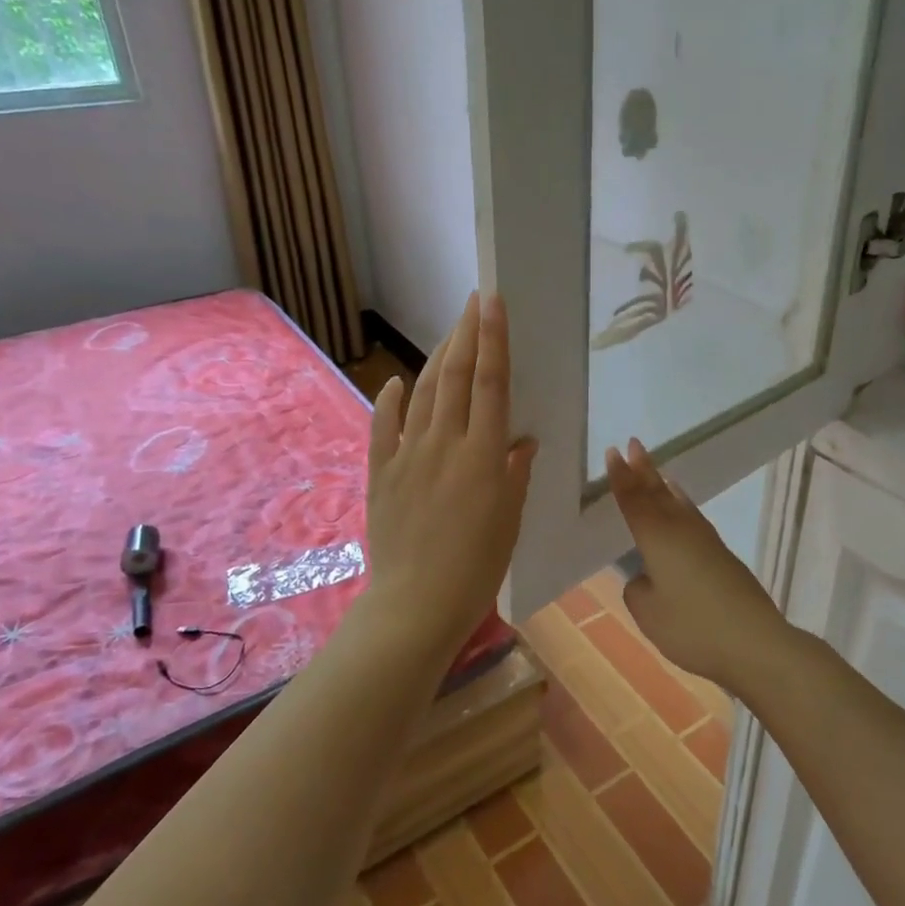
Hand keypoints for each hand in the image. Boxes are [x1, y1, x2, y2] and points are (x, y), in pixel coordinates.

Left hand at [366, 292, 536, 649]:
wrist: (417, 603)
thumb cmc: (477, 567)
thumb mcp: (509, 519)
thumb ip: (515, 473)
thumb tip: (522, 441)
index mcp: (484, 455)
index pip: (492, 383)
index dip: (493, 339)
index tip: (492, 302)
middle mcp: (445, 444)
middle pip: (457, 376)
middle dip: (466, 333)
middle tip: (473, 302)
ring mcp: (409, 455)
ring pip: (425, 393)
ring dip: (438, 357)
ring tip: (450, 332)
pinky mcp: (382, 472)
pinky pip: (385, 426)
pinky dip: (391, 400)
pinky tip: (397, 381)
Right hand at [604, 439, 791, 692]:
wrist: (754, 642)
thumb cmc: (692, 627)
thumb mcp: (649, 613)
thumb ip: (639, 589)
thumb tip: (648, 577)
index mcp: (657, 537)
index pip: (634, 500)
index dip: (621, 477)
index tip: (613, 452)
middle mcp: (681, 529)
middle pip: (658, 492)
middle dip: (643, 469)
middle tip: (633, 444)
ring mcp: (706, 540)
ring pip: (679, 503)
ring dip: (663, 485)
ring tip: (657, 471)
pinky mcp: (722, 556)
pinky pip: (693, 517)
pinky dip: (682, 505)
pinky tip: (683, 509)